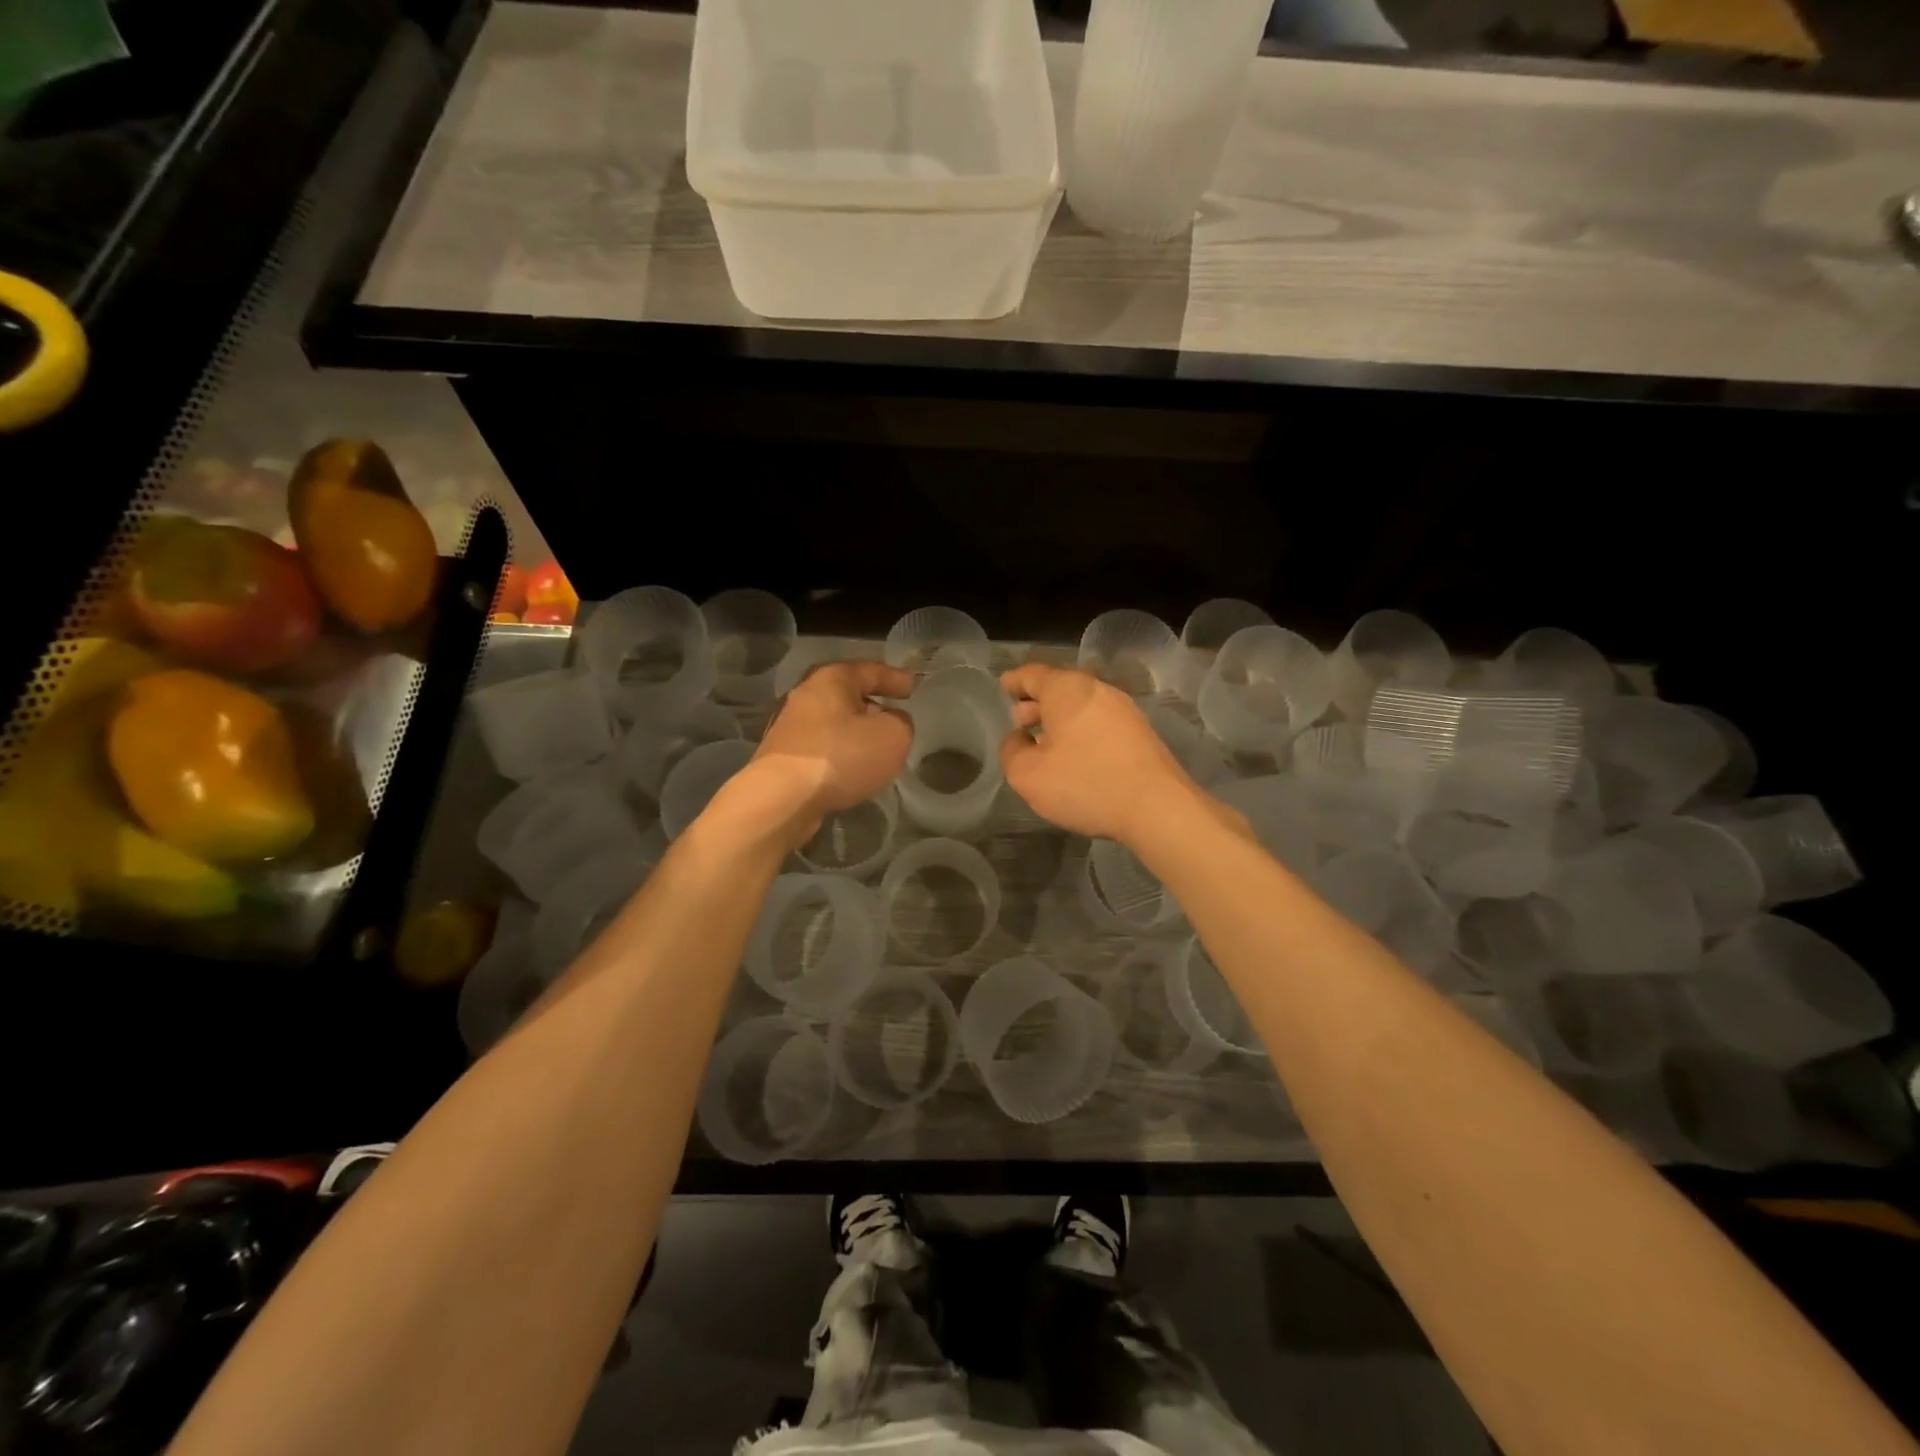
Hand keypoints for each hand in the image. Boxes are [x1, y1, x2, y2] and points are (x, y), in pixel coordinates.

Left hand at [728, 661, 913, 846]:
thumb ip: (901, 722)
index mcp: (832, 679)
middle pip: (847, 694)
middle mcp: (806, 695)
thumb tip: (891, 722)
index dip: (894, 678)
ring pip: (833, 722)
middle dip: (872, 704)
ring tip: (875, 747)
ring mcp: (789, 726)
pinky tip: (851, 768)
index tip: (912, 687)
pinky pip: (821, 746)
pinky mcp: (782, 755)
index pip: (871, 670)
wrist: (782, 799)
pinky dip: (839, 752)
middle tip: (894, 717)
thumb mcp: (893, 736)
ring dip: (854, 731)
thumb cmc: (841, 756)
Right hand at [998, 664, 1197, 844]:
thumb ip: (1012, 751)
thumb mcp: (1027, 774)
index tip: (1003, 686)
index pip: (1033, 675)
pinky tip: (1076, 755)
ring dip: (1060, 719)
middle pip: (1060, 688)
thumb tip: (1019, 739)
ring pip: (1082, 705)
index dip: (1014, 681)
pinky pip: (1100, 722)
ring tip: (1045, 740)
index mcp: (1067, 689)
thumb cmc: (1084, 783)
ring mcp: (1124, 710)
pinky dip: (1081, 731)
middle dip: (1037, 702)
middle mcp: (1098, 689)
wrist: (1157, 807)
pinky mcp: (1141, 733)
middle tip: (1020, 721)